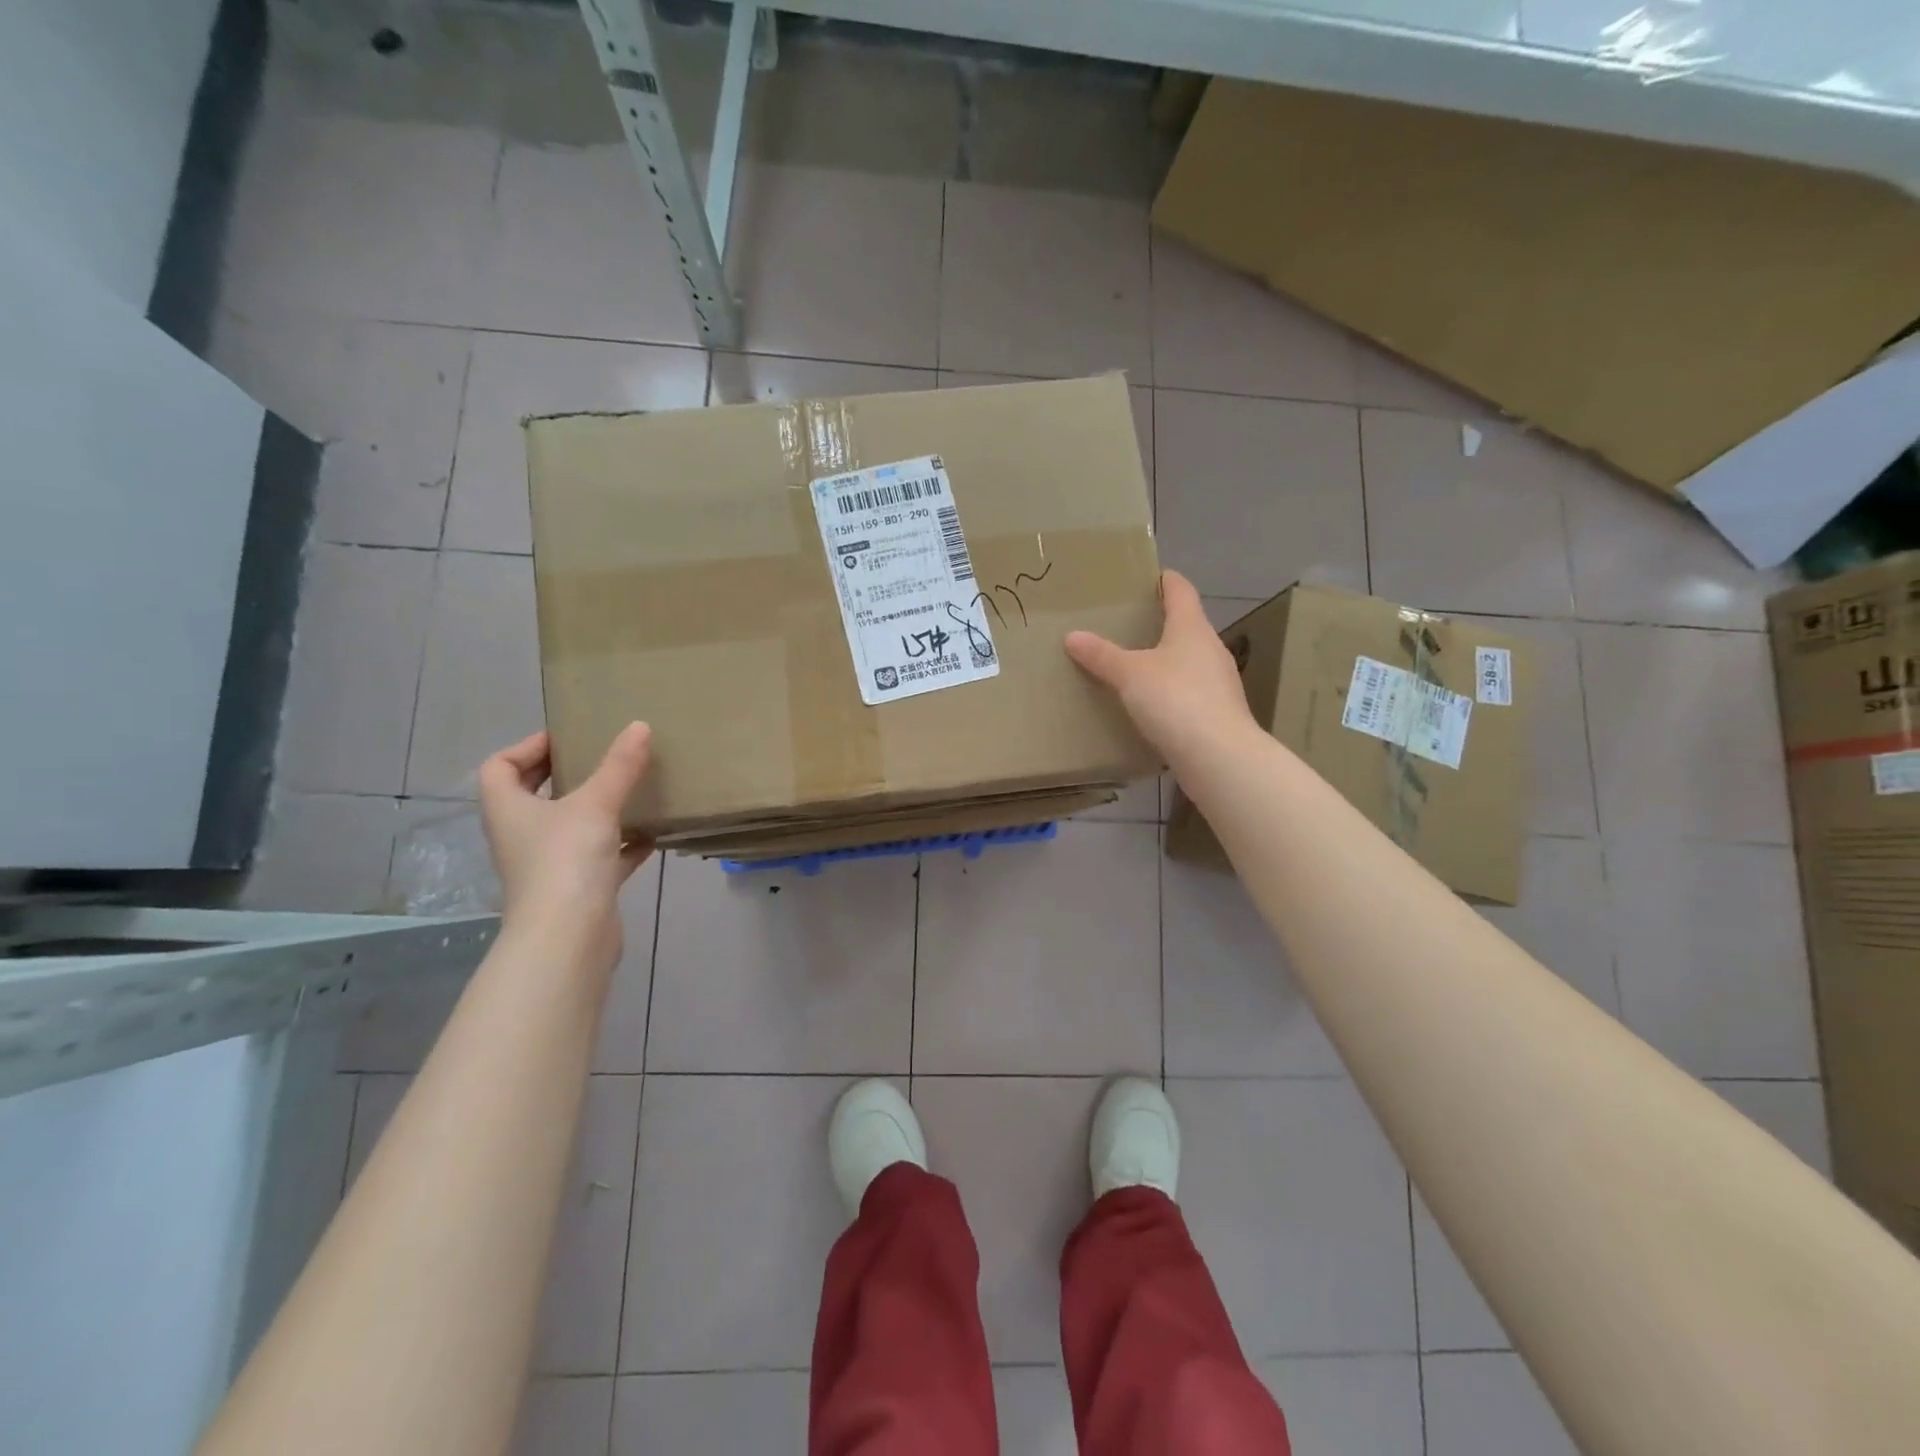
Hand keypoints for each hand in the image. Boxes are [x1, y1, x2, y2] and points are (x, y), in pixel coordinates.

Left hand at [477, 723, 653, 969]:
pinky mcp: (578, 888)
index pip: (500, 767)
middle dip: (566, 775)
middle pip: (534, 795)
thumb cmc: (566, 860)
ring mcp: (549, 864)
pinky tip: (651, 835)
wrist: (568, 937)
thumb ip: (619, 766)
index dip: (527, 747)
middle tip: (603, 757)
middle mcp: (522, 835)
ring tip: (631, 790)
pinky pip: (601, 856)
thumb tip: (640, 726)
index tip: (567, 738)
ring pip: (570, 827)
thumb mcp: (596, 804)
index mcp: (510, 810)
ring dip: (597, 809)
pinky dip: (623, 844)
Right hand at [1065, 570, 1255, 771]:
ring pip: (1189, 661)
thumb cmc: (1175, 700)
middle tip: (1129, 625)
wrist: (1218, 756)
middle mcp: (1211, 649)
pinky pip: (1189, 693)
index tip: (1151, 576)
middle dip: (1161, 624)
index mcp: (1192, 628)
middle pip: (1186, 626)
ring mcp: (1219, 683)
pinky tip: (1152, 705)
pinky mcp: (1217, 714)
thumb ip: (1101, 655)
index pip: (1181, 591)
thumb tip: (1072, 636)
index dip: (1166, 581)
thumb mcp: (1129, 675)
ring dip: (1166, 661)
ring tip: (1134, 665)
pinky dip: (1171, 692)